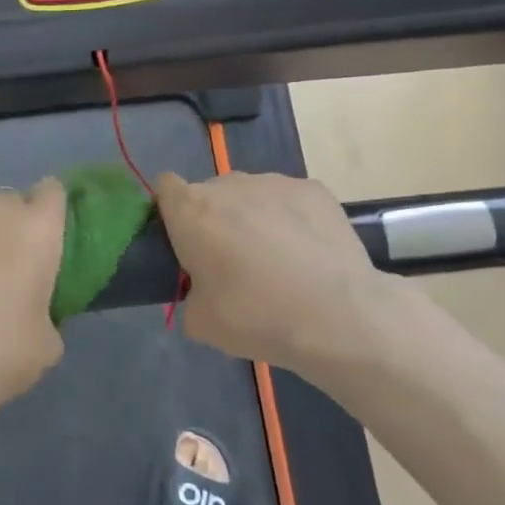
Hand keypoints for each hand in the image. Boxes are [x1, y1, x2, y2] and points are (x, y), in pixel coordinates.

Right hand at [155, 171, 413, 392]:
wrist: (338, 316)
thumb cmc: (256, 316)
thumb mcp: (200, 322)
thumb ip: (189, 295)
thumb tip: (201, 292)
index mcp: (191, 210)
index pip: (165, 187)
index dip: (171, 211)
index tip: (182, 240)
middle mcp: (228, 185)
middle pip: (210, 193)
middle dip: (215, 220)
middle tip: (231, 263)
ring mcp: (274, 182)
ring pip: (251, 195)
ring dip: (253, 218)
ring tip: (277, 260)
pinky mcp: (314, 190)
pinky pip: (289, 201)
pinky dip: (292, 220)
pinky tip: (308, 254)